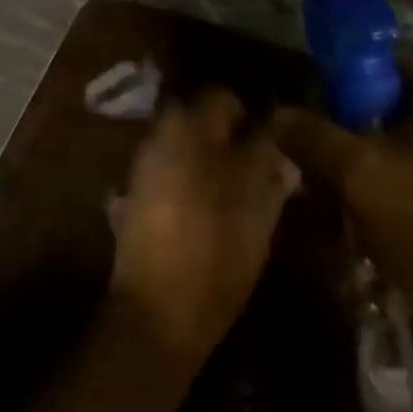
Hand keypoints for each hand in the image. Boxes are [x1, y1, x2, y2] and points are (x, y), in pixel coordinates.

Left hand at [109, 89, 300, 365]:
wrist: (157, 314)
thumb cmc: (216, 253)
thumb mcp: (257, 208)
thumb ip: (268, 164)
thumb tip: (278, 136)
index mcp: (189, 131)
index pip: (222, 97)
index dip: (251, 112)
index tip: (273, 133)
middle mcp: (159, 140)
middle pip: (197, 118)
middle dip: (226, 132)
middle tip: (256, 157)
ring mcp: (142, 171)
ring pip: (182, 145)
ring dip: (206, 154)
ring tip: (235, 182)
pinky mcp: (135, 200)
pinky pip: (169, 172)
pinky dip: (188, 177)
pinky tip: (208, 202)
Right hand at [273, 71, 412, 332]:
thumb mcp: (362, 181)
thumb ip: (315, 140)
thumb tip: (279, 114)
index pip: (385, 72)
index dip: (346, 96)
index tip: (324, 135)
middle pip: (403, 122)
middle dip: (366, 152)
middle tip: (339, 192)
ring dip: (395, 187)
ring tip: (373, 230)